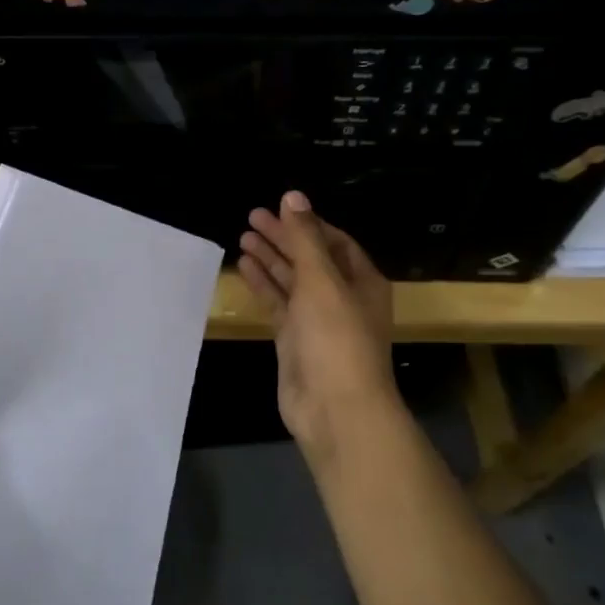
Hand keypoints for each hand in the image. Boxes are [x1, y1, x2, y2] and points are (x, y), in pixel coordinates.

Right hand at [238, 191, 398, 450]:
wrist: (336, 409)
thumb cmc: (336, 337)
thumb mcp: (321, 279)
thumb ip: (304, 237)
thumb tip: (293, 195)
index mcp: (361, 280)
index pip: (334, 241)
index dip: (307, 223)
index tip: (279, 207)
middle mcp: (342, 296)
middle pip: (310, 258)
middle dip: (284, 237)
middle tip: (251, 216)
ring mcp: (317, 320)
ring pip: (292, 280)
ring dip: (271, 258)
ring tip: (243, 236)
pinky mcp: (295, 340)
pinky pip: (278, 304)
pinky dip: (263, 284)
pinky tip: (245, 266)